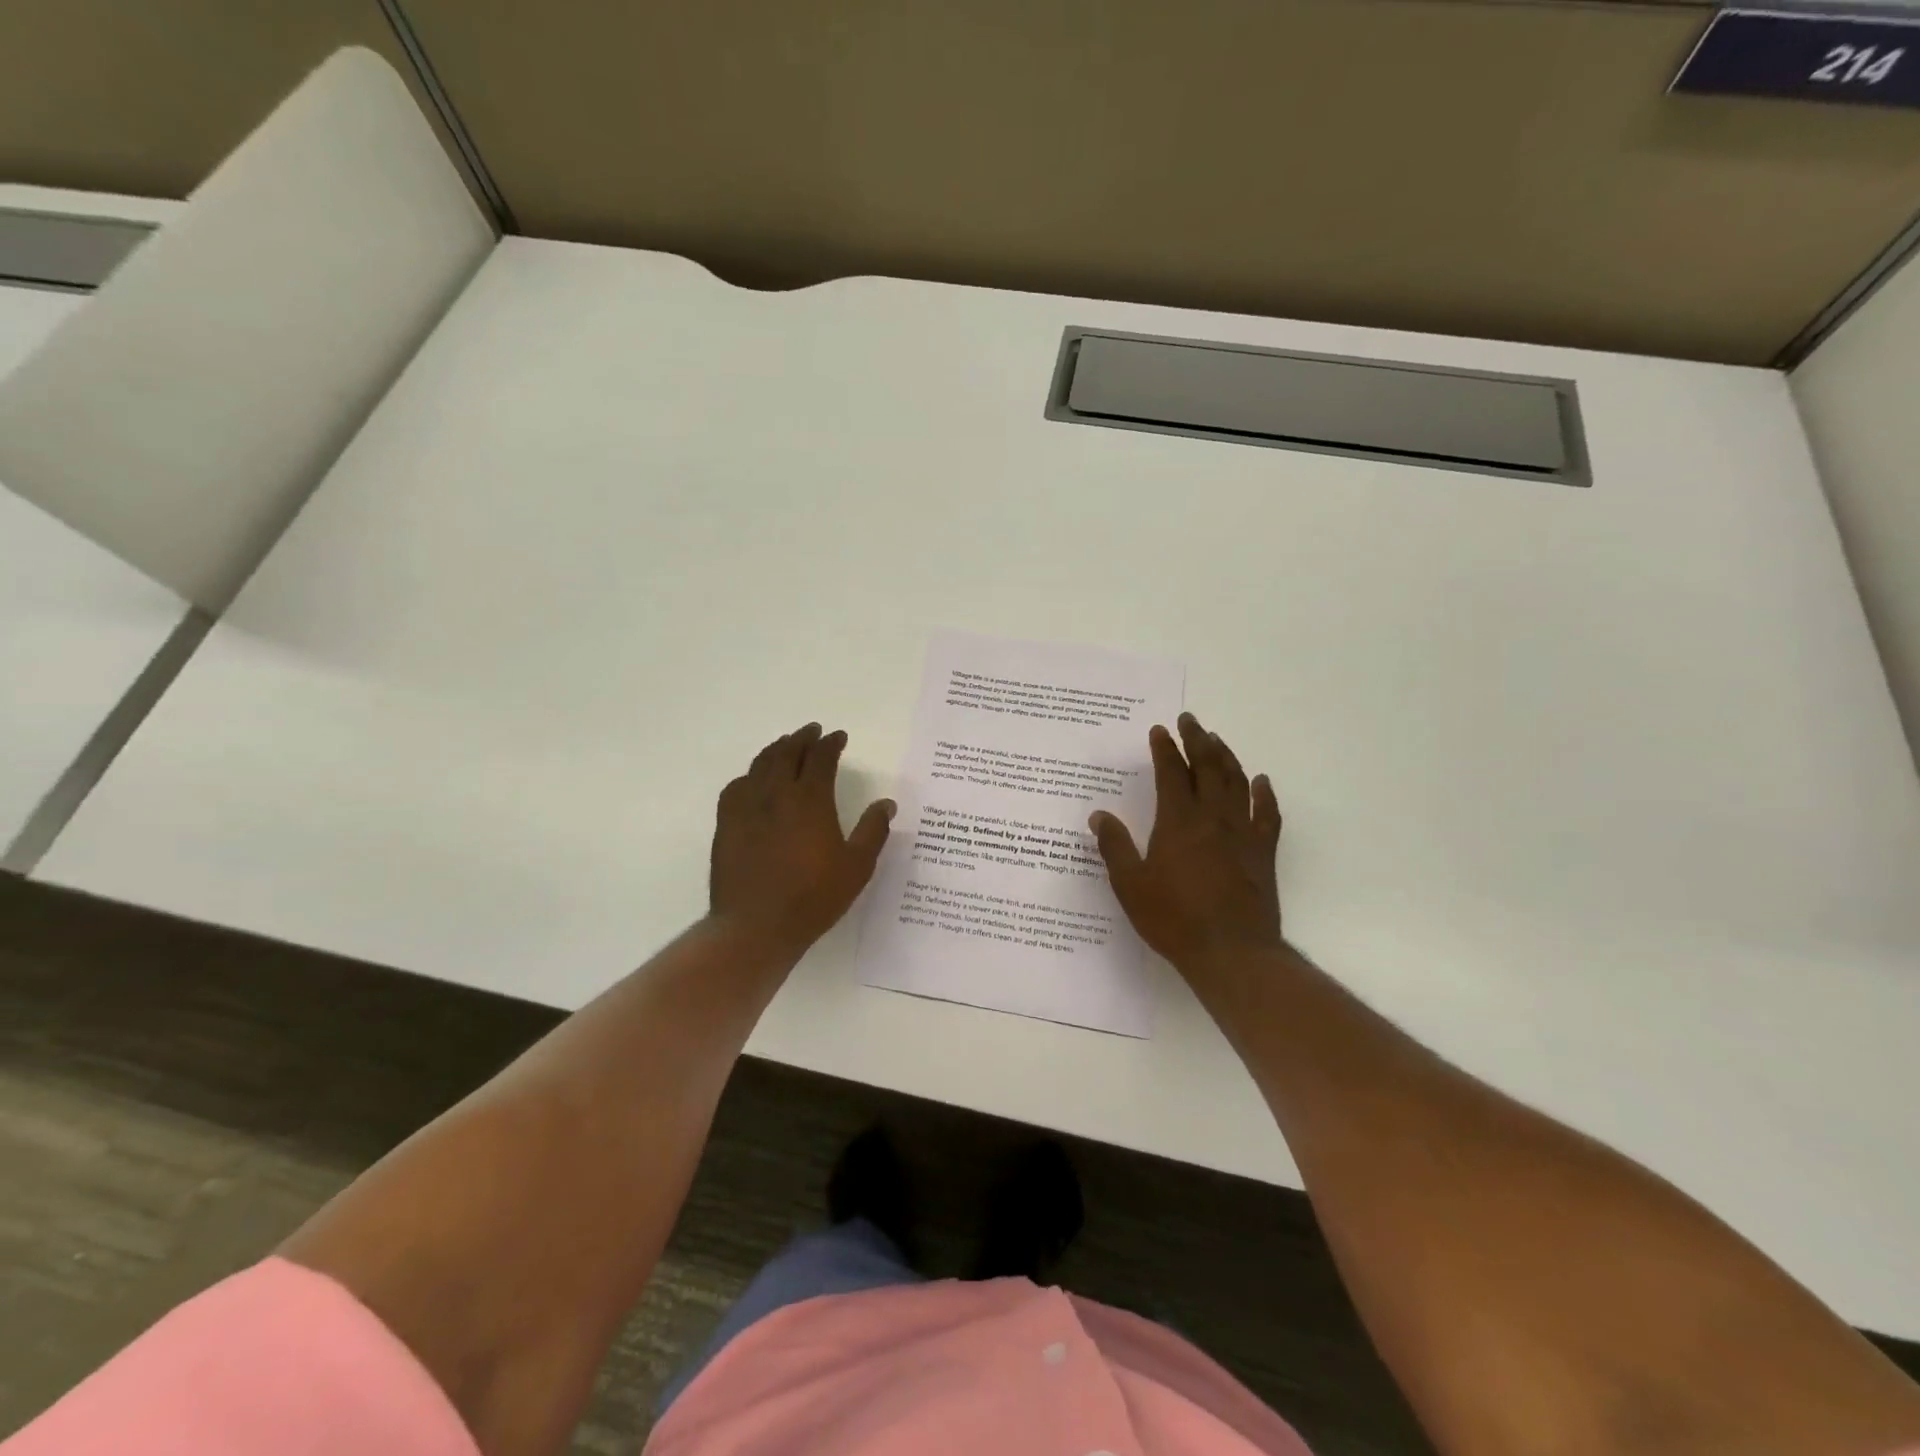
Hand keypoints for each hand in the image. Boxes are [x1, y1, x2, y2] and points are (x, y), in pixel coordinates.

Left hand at [710, 723, 895, 956]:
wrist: (756, 926)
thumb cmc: (813, 897)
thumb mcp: (857, 867)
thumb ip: (873, 831)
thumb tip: (886, 803)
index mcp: (810, 800)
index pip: (821, 758)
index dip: (831, 744)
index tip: (838, 737)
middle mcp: (776, 794)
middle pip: (787, 753)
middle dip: (802, 738)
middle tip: (812, 731)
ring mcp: (747, 807)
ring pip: (760, 765)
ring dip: (776, 750)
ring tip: (786, 745)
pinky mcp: (727, 825)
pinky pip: (737, 787)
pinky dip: (750, 775)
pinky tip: (754, 780)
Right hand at [1088, 712, 1283, 972]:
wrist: (1231, 952)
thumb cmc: (1174, 919)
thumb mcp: (1131, 885)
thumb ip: (1115, 847)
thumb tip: (1099, 815)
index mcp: (1178, 822)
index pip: (1171, 773)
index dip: (1165, 749)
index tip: (1159, 730)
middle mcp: (1212, 818)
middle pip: (1207, 767)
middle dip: (1197, 739)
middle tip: (1190, 720)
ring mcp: (1242, 833)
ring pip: (1236, 782)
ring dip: (1226, 756)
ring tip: (1216, 739)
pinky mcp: (1263, 852)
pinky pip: (1267, 814)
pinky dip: (1264, 794)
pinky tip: (1260, 782)